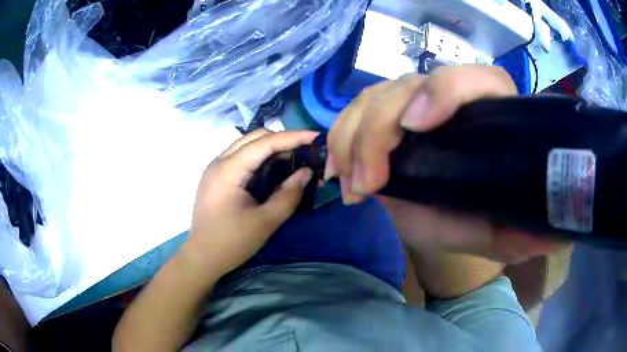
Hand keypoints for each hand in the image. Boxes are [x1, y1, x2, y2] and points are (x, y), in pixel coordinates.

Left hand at [185, 129, 317, 276]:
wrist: (201, 258)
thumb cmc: (231, 243)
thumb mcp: (265, 222)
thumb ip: (288, 195)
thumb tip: (307, 172)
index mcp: (228, 170)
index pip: (264, 143)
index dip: (292, 137)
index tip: (316, 136)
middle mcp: (219, 162)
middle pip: (254, 137)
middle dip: (282, 139)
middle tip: (306, 150)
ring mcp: (215, 168)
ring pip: (246, 145)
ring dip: (271, 147)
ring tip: (294, 158)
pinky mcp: (216, 177)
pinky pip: (241, 157)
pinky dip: (259, 157)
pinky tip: (274, 169)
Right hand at [326, 65, 565, 263]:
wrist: (450, 219)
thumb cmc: (478, 220)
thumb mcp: (499, 233)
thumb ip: (522, 234)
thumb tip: (551, 236)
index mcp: (491, 115)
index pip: (474, 79)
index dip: (444, 90)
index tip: (414, 128)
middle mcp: (454, 99)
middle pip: (408, 85)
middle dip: (377, 131)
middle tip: (366, 184)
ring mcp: (417, 102)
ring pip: (375, 95)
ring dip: (352, 136)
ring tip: (349, 184)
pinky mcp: (389, 114)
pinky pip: (356, 110)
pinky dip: (339, 137)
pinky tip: (338, 169)